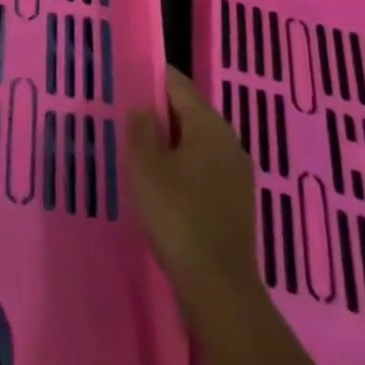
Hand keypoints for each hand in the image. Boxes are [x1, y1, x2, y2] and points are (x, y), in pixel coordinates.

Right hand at [124, 68, 261, 300]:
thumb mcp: (145, 167)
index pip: (178, 83)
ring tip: (140, 149)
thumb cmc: (177, 216)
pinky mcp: (238, 199)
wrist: (219, 286)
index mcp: (208, 124)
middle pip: (190, 110)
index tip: (126, 80)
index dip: (151, 78)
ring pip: (197, 140)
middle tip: (127, 116)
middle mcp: (229, 140)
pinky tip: (164, 182)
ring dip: (171, 140)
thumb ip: (141, 129)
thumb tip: (142, 107)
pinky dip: (184, 164)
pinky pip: (205, 165)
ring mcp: (238, 171)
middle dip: (160, 111)